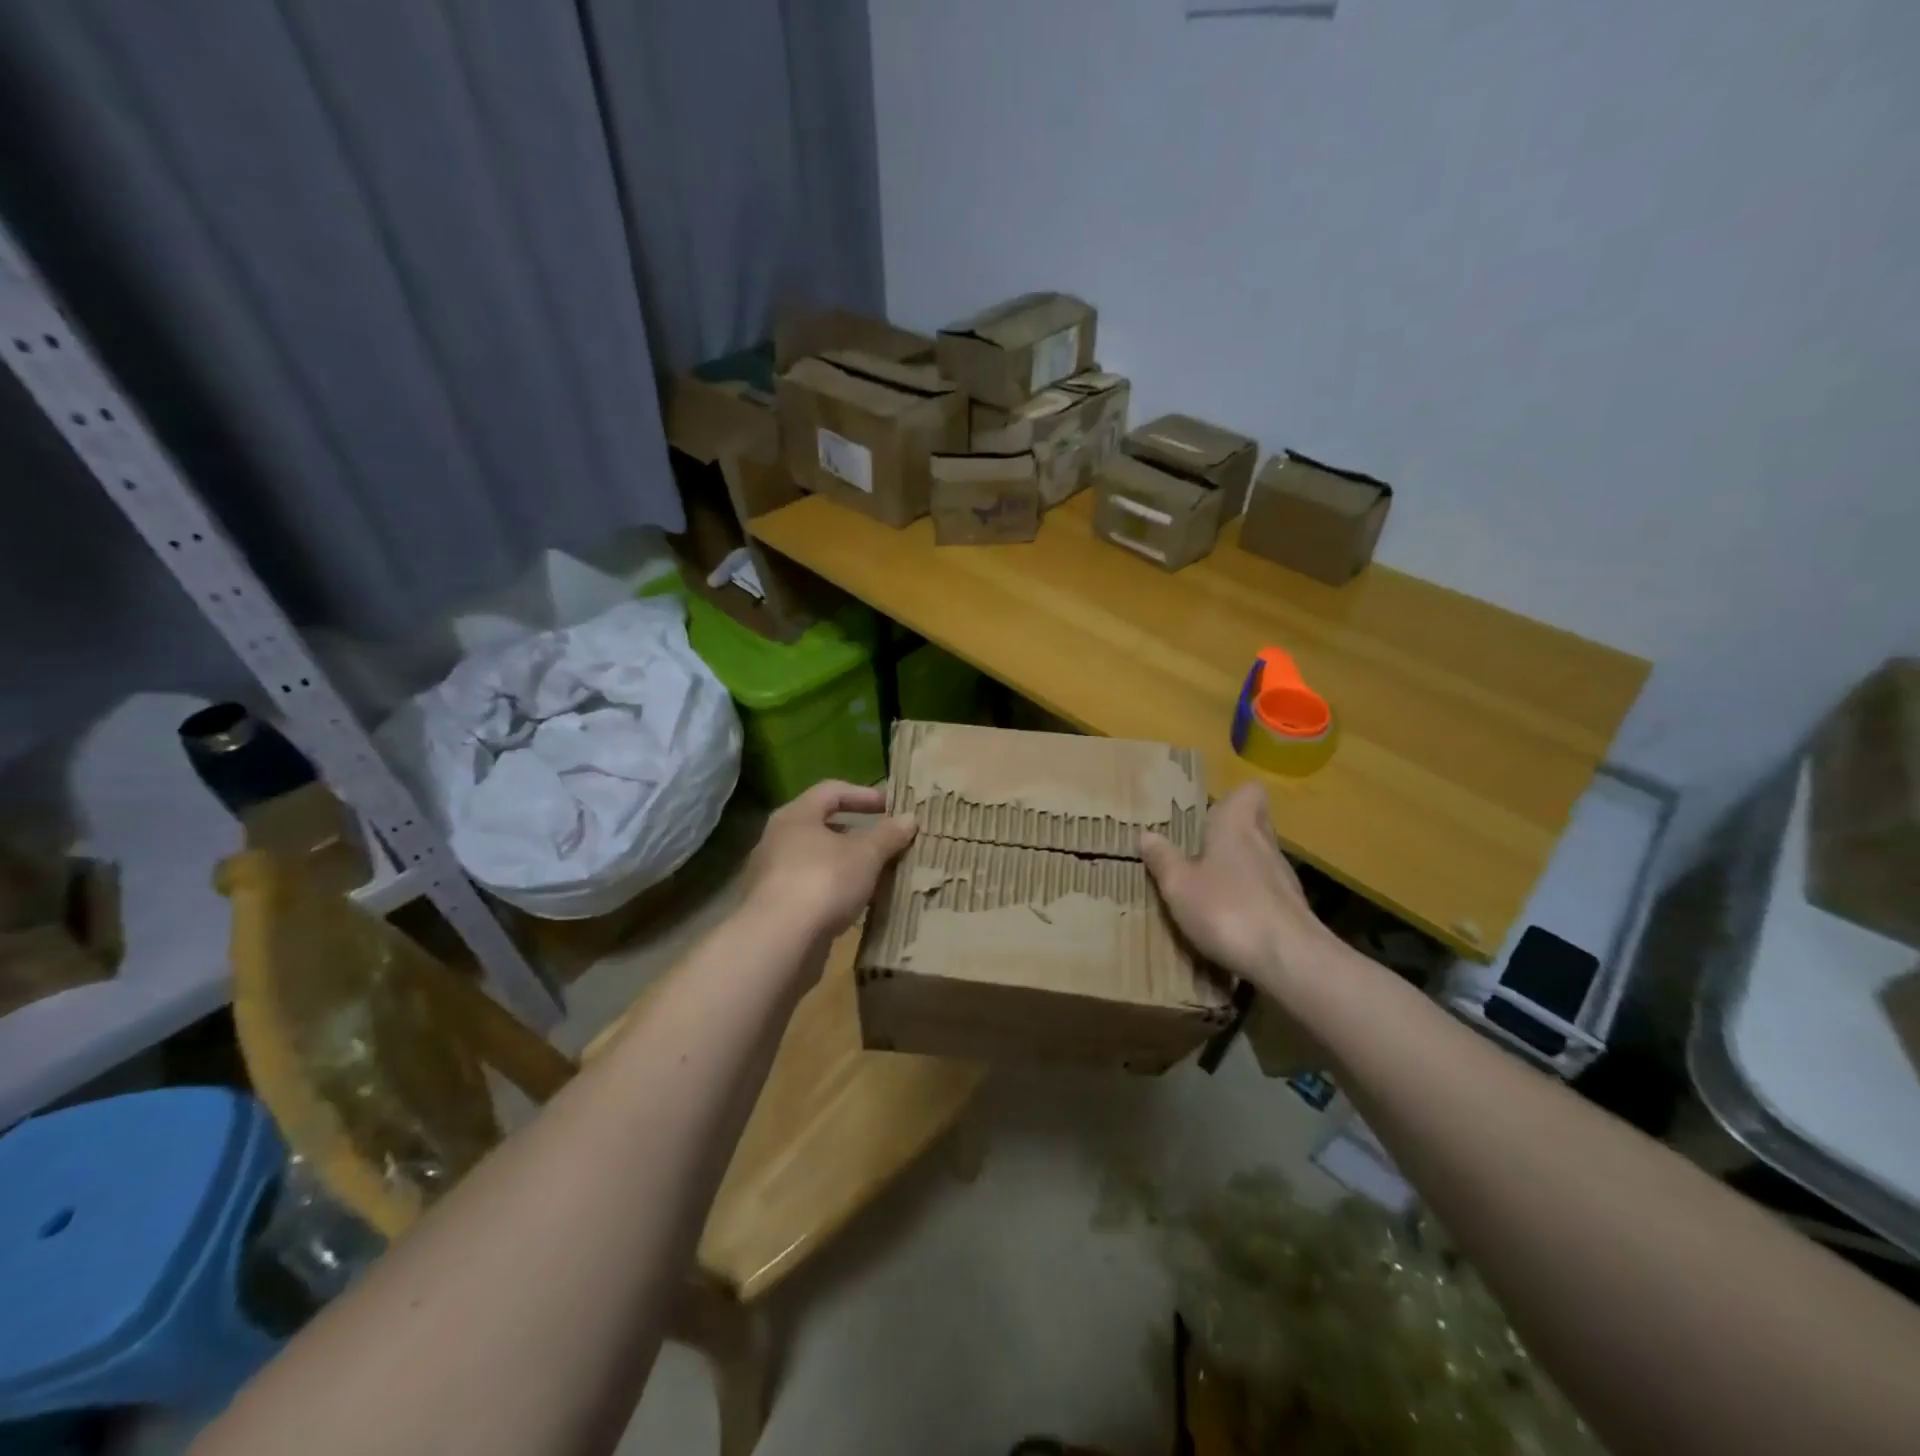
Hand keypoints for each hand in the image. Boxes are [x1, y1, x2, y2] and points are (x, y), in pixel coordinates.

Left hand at [742, 780, 915, 942]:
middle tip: (886, 842)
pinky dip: (835, 891)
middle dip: (857, 833)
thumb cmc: (823, 881)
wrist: (779, 942)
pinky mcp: (774, 909)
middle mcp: (778, 840)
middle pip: (822, 826)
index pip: (831, 791)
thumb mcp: (866, 854)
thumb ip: (888, 834)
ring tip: (877, 875)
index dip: (864, 794)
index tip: (892, 806)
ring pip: (817, 860)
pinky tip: (857, 905)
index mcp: (796, 816)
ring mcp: (772, 876)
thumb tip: (909, 818)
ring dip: (847, 865)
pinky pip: (811, 889)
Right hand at [1140, 783, 1334, 996]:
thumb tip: (1146, 834)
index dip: (1231, 797)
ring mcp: (1283, 877)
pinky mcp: (1291, 909)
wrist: (1289, 960)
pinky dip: (1248, 897)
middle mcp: (1264, 843)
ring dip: (1238, 866)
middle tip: (1199, 847)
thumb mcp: (1178, 886)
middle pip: (1254, 823)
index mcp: (1236, 826)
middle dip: (1230, 832)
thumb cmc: (1227, 910)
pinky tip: (1229, 918)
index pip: (1249, 791)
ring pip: (1260, 858)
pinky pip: (1265, 890)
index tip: (1207, 812)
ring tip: (1208, 885)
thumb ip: (1162, 859)